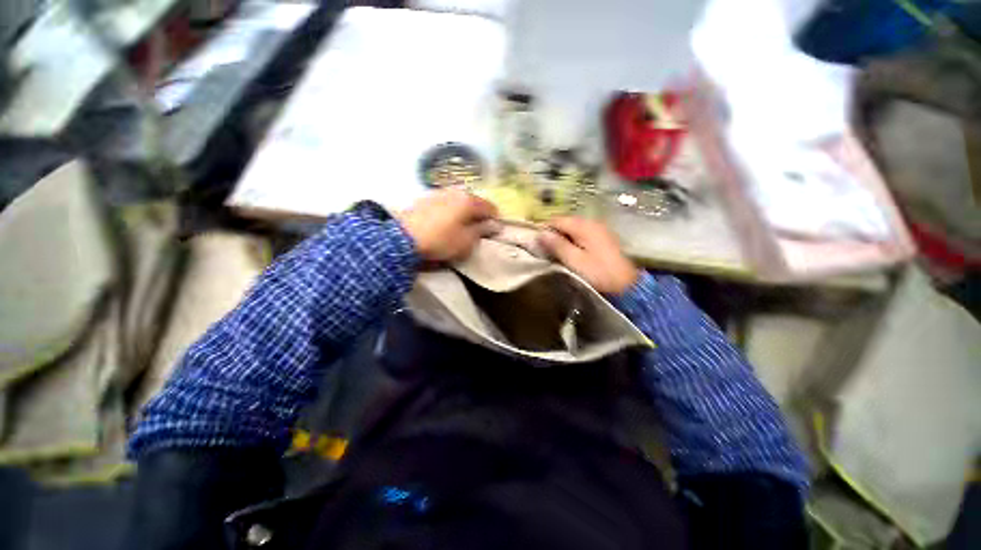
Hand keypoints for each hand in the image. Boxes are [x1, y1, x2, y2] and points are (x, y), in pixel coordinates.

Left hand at [397, 188, 499, 261]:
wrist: (404, 238)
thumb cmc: (441, 240)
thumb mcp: (466, 241)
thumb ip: (481, 231)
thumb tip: (493, 225)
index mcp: (468, 201)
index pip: (489, 207)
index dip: (494, 218)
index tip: (495, 229)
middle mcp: (455, 192)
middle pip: (473, 201)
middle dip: (478, 213)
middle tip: (479, 227)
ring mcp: (438, 193)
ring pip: (458, 200)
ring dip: (464, 211)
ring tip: (462, 224)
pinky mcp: (425, 199)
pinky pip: (445, 203)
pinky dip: (450, 210)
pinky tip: (446, 220)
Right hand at [538, 217, 638, 294]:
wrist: (626, 286)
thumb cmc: (597, 273)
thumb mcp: (574, 260)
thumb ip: (557, 245)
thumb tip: (540, 233)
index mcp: (584, 226)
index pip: (557, 220)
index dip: (544, 229)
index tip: (535, 243)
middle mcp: (592, 223)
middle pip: (565, 223)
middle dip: (553, 234)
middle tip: (544, 250)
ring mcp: (599, 230)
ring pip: (573, 229)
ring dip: (562, 238)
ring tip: (555, 253)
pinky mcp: (603, 239)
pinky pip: (582, 235)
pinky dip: (572, 241)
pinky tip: (570, 253)